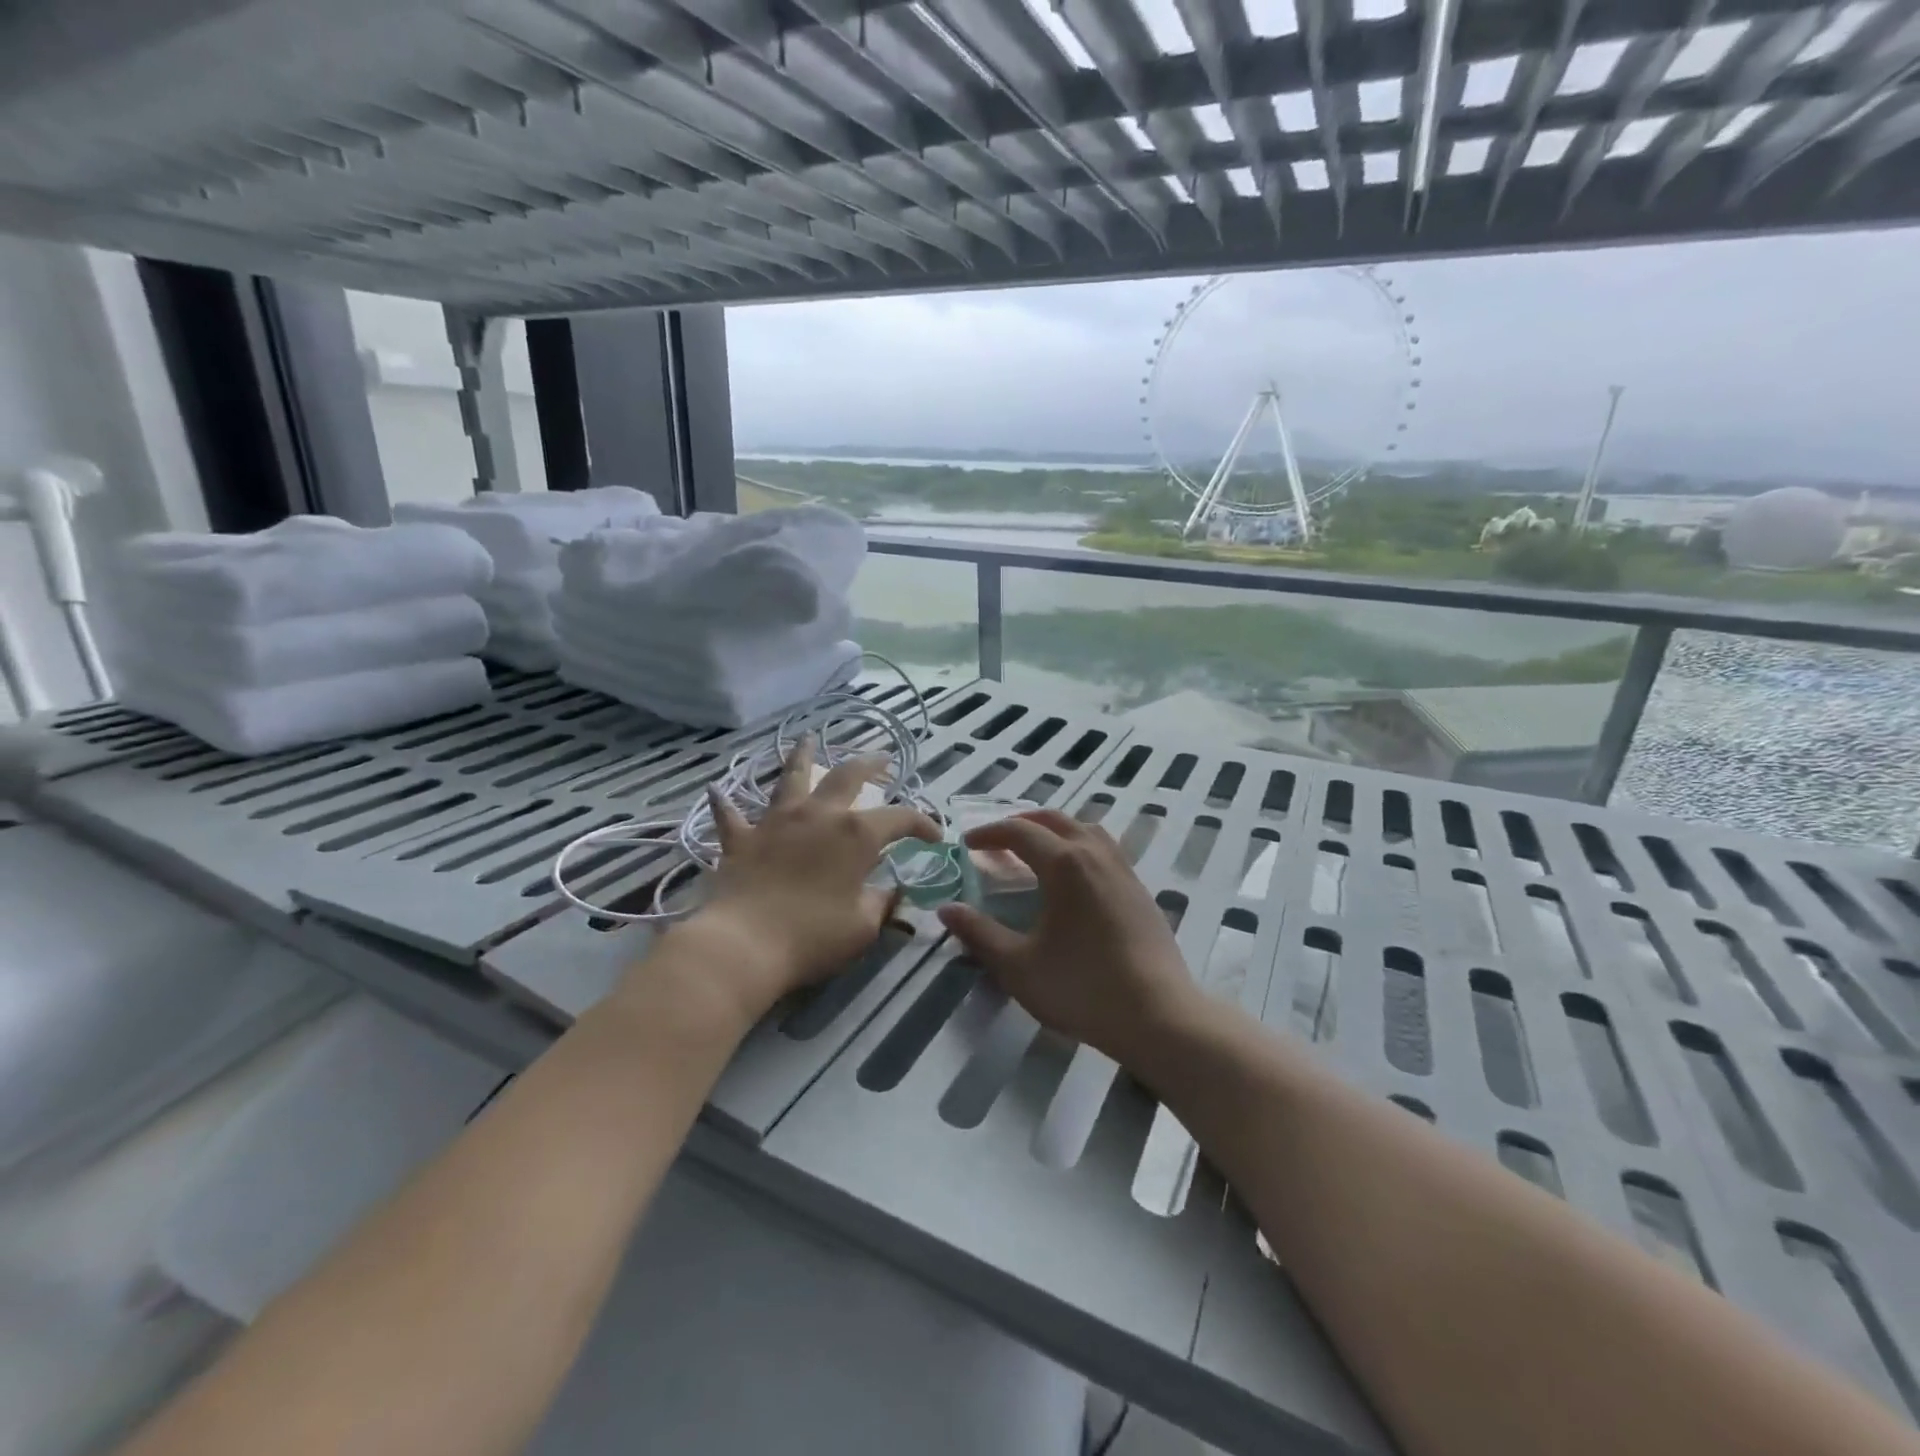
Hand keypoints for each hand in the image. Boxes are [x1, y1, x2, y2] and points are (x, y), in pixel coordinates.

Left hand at [671, 736, 939, 1021]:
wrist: (745, 944)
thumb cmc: (813, 936)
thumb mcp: (863, 927)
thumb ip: (881, 903)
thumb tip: (893, 892)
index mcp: (856, 834)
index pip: (901, 818)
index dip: (923, 824)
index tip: (936, 838)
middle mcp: (819, 815)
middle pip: (847, 776)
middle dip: (869, 764)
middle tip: (882, 758)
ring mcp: (777, 821)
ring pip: (792, 777)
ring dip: (801, 757)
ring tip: (807, 739)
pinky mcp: (742, 838)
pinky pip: (731, 815)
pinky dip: (725, 804)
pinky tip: (717, 791)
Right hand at [936, 809, 1200, 1064]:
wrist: (1158, 1015)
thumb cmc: (1081, 988)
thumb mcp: (1017, 966)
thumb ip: (979, 933)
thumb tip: (947, 909)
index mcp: (1064, 864)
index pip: (1019, 832)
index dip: (989, 834)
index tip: (967, 844)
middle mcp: (1095, 854)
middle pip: (1054, 820)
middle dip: (1021, 823)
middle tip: (997, 840)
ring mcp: (1123, 869)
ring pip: (1085, 829)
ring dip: (1054, 830)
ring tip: (1036, 850)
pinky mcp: (1140, 889)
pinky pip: (1104, 849)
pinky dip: (1079, 846)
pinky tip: (1074, 878)